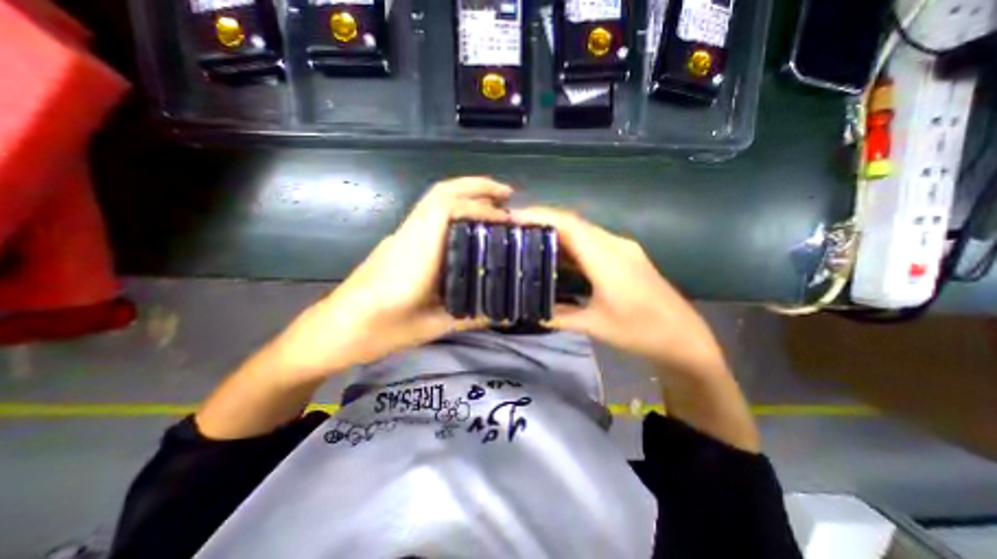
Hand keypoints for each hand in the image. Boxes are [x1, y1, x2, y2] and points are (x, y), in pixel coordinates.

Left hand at [270, 176, 509, 379]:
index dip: (481, 208)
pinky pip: (429, 212)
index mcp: (416, 255)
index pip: (447, 210)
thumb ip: (471, 317)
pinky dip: (454, 206)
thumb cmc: (379, 331)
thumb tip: (504, 313)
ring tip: (494, 204)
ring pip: (434, 199)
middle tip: (507, 194)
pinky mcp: (399, 240)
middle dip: (476, 186)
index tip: (507, 219)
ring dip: (465, 193)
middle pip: (441, 193)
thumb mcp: (432, 328)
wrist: (335, 329)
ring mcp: (401, 235)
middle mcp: (408, 235)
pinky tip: (469, 223)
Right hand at [514, 208, 726, 376]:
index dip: (539, 216)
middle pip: (573, 222)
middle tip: (514, 229)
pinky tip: (557, 255)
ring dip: (556, 232)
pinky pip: (592, 242)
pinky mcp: (625, 256)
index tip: (512, 217)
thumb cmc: (641, 332)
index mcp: (607, 258)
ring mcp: (622, 248)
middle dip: (542, 221)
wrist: (684, 337)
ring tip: (529, 239)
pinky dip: (570, 244)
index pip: (568, 225)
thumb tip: (532, 311)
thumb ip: (560, 316)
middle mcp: (614, 244)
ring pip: (582, 231)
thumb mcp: (595, 325)